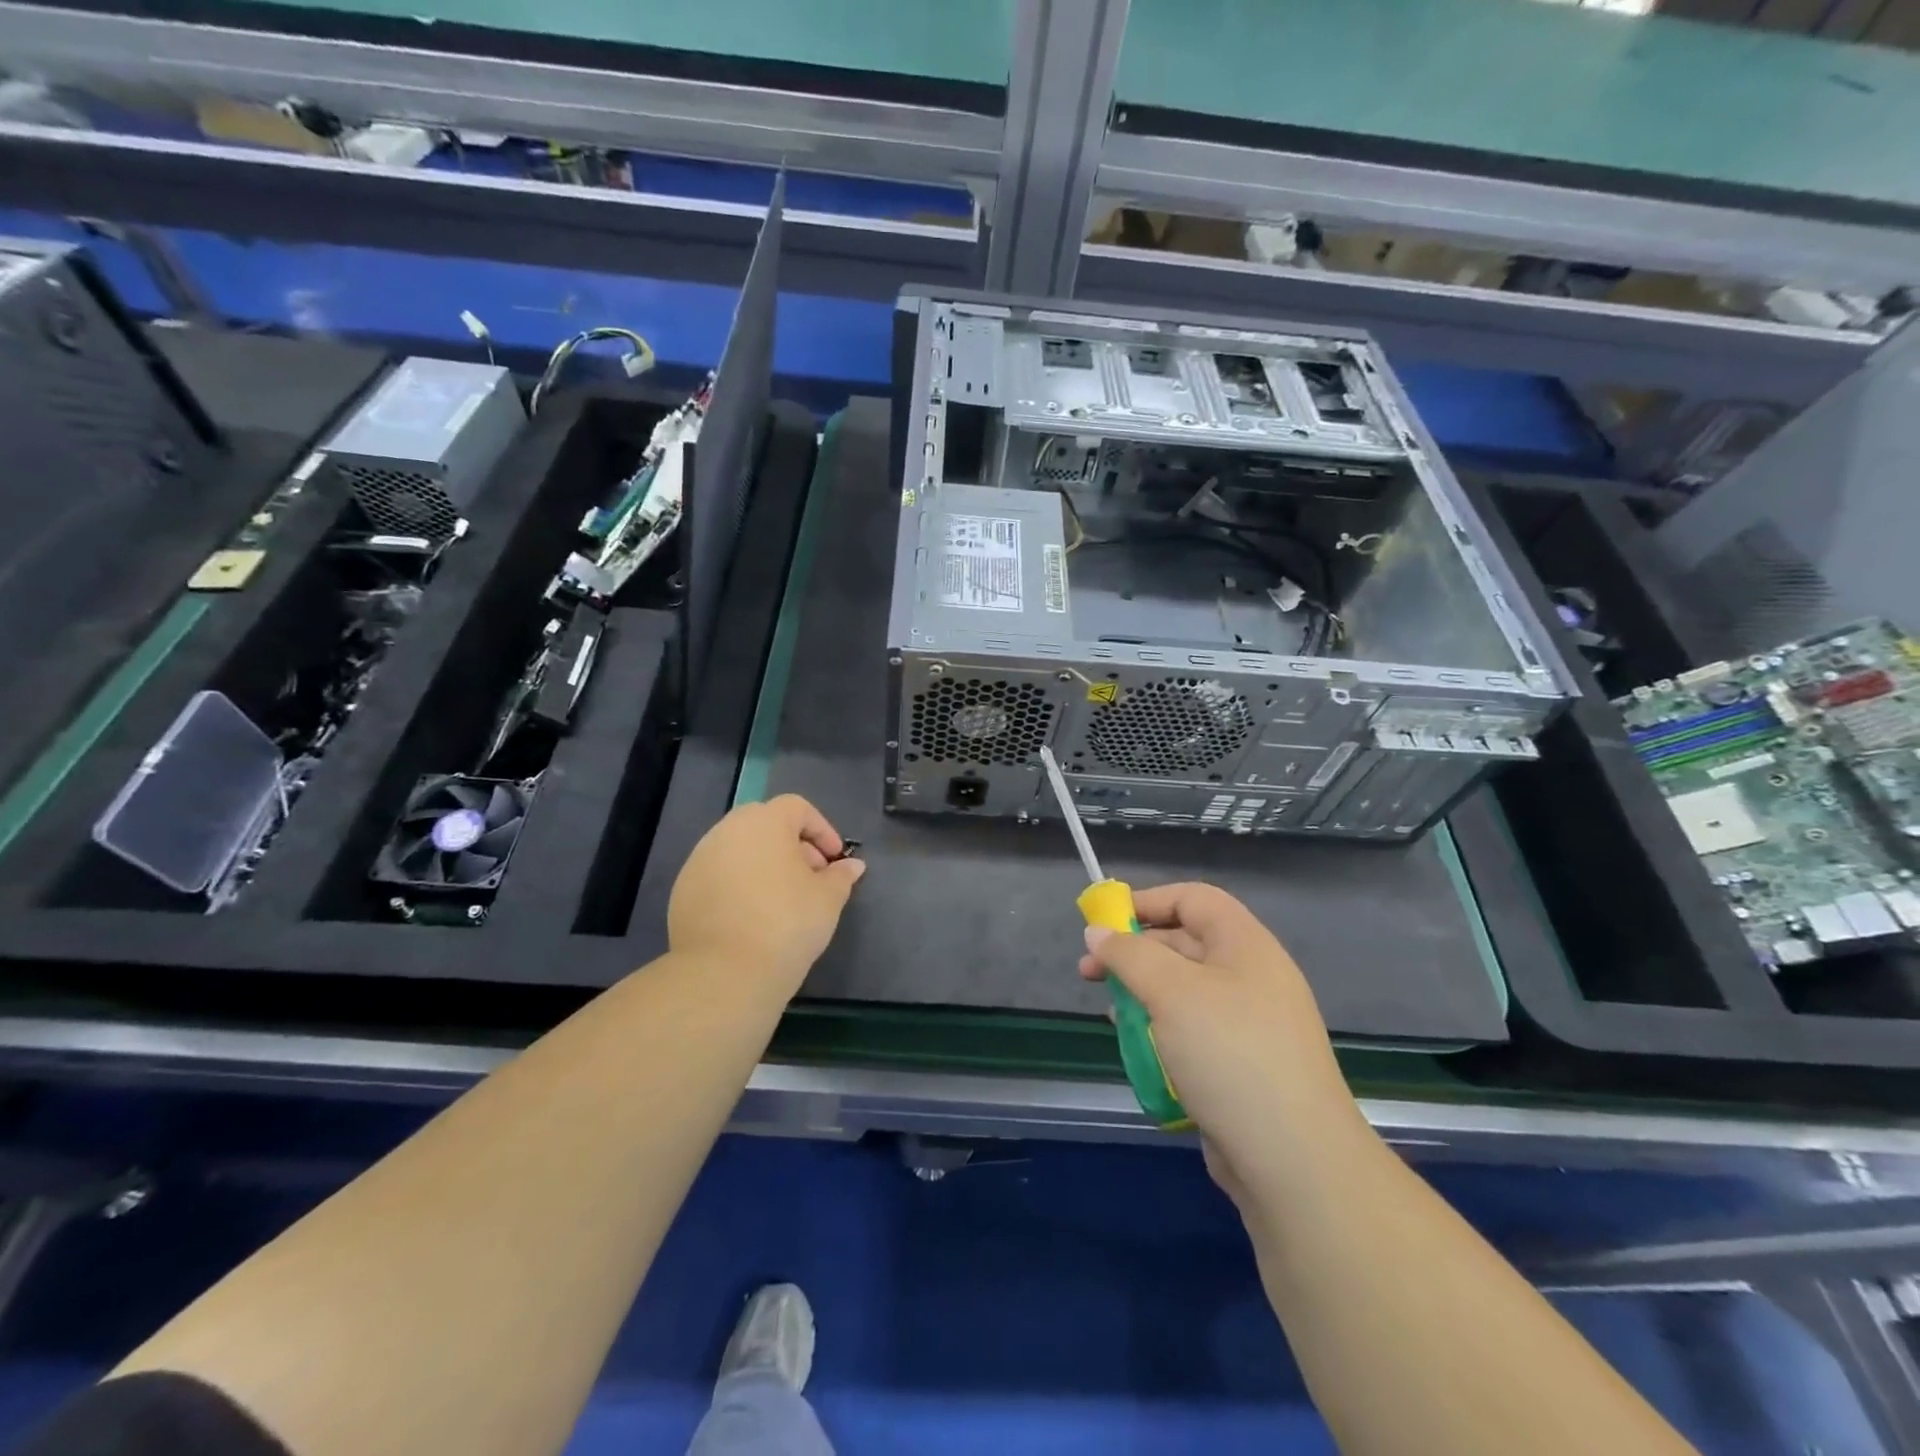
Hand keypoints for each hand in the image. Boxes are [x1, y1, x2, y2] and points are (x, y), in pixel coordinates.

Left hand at [669, 795, 864, 994]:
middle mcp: (727, 831)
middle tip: (811, 876)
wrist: (724, 973)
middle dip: (792, 845)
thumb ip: (841, 876)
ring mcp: (699, 859)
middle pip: (765, 824)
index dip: (821, 830)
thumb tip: (852, 866)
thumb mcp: (827, 899)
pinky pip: (719, 874)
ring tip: (783, 898)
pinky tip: (753, 915)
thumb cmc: (786, 923)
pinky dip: (739, 884)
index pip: (797, 808)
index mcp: (764, 822)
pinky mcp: (683, 889)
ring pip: (739, 849)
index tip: (834, 859)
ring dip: (764, 864)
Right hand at [1077, 883, 1362, 1193]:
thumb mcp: (1171, 992)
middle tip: (1089, 972)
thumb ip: (1129, 955)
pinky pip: (1193, 1031)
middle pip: (1185, 943)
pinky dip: (1162, 1031)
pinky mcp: (1242, 1066)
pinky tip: (1139, 1050)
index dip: (1147, 901)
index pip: (1193, 899)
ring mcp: (1250, 1024)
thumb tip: (1097, 932)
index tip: (1103, 924)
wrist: (1294, 1162)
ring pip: (1184, 991)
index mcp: (1245, 945)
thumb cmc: (1229, 1055)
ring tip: (1112, 1015)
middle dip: (1134, 952)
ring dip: (1143, 995)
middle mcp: (1251, 976)